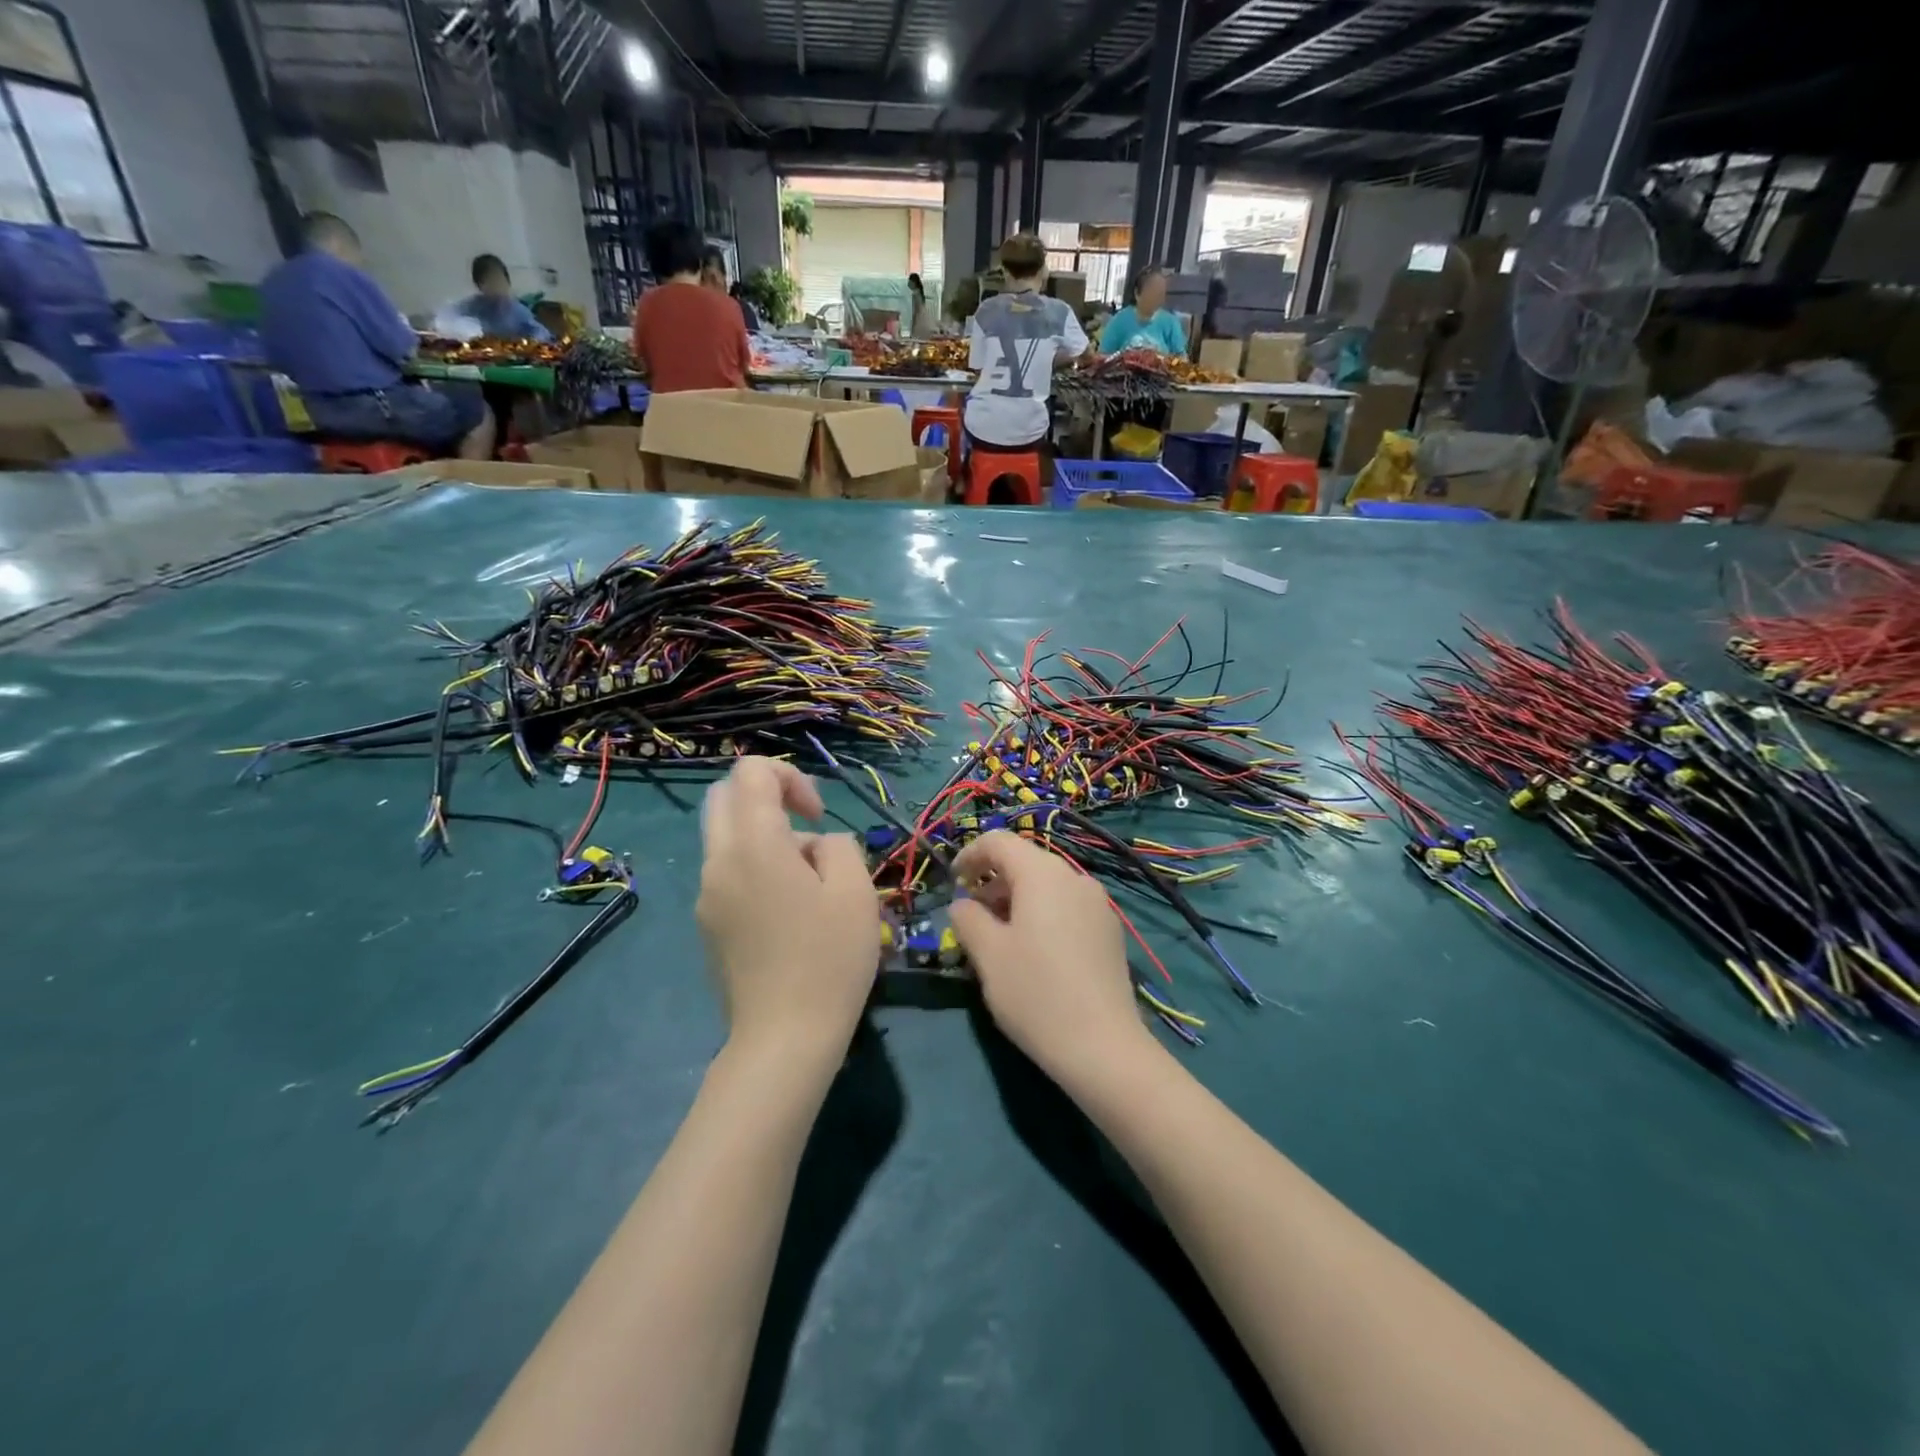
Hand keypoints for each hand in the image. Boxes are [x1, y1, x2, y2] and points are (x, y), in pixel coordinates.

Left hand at [696, 757, 878, 1061]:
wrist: (784, 1038)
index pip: (751, 772)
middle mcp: (718, 861)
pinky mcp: (707, 924)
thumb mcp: (855, 890)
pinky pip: (726, 873)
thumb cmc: (828, 959)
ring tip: (808, 883)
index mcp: (753, 844)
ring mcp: (706, 895)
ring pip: (725, 836)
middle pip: (724, 796)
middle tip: (806, 830)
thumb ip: (838, 845)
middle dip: (767, 798)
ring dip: (763, 837)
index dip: (791, 777)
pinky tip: (789, 913)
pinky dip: (754, 868)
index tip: (818, 817)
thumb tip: (815, 846)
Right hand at [948, 831, 1155, 1089]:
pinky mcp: (1109, 930)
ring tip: (997, 934)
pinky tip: (1032, 949)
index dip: (970, 854)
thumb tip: (963, 904)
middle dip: (993, 878)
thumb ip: (968, 918)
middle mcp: (1074, 877)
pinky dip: (1042, 912)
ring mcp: (1097, 903)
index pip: (999, 841)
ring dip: (1017, 897)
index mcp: (1042, 874)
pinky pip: (1066, 905)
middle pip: (1026, 861)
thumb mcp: (988, 954)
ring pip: (1047, 885)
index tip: (952, 881)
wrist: (1103, 1046)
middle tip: (970, 912)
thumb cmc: (1035, 993)